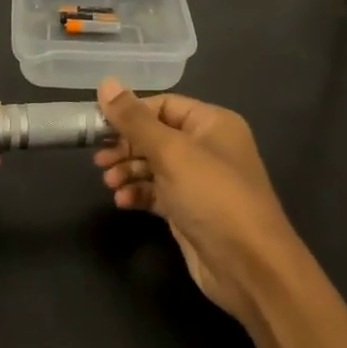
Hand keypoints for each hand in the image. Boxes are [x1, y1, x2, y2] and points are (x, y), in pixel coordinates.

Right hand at [94, 80, 298, 319]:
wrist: (248, 265)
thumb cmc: (212, 196)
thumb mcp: (171, 152)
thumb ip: (134, 119)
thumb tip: (105, 82)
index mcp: (212, 123)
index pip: (164, 105)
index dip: (131, 113)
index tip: (98, 125)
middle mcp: (208, 147)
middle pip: (156, 136)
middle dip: (126, 146)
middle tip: (99, 161)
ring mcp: (199, 181)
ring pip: (154, 166)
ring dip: (128, 171)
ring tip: (109, 183)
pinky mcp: (189, 210)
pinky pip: (157, 192)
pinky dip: (138, 193)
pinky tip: (123, 201)